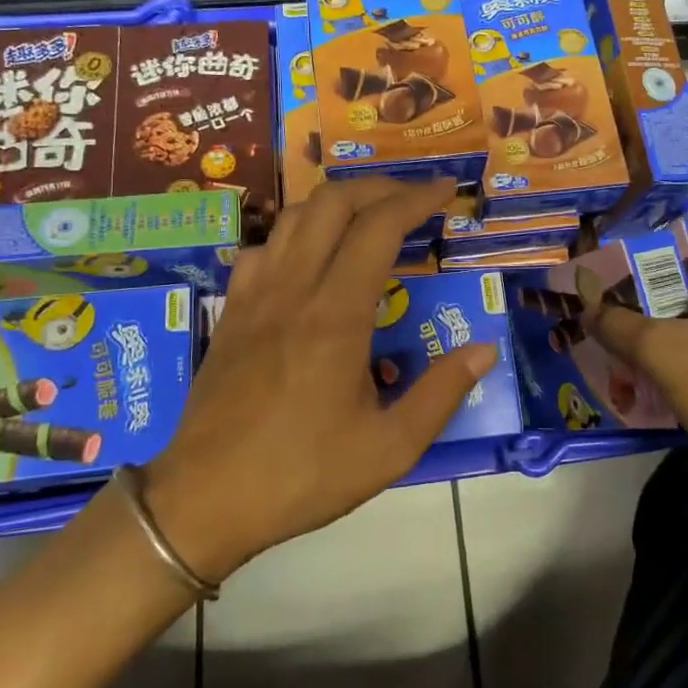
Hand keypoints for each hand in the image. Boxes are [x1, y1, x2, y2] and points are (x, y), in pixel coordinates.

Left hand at [138, 177, 497, 583]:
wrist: (203, 500)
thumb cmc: (301, 475)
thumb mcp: (388, 450)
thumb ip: (441, 395)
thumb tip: (484, 350)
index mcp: (336, 316)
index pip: (379, 227)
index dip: (417, 199)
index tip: (446, 191)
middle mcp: (293, 289)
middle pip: (333, 203)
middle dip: (380, 187)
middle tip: (414, 199)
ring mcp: (254, 295)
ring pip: (295, 217)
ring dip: (338, 203)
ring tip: (370, 217)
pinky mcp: (231, 310)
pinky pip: (264, 247)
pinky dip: (296, 233)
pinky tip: (311, 257)